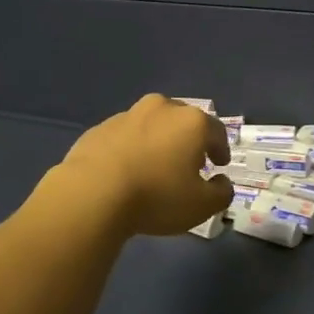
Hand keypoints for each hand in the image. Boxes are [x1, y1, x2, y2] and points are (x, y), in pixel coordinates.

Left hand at [54, 94, 232, 236]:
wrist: (92, 193)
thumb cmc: (156, 196)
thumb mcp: (201, 206)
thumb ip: (221, 193)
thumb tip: (221, 182)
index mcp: (191, 121)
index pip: (216, 131)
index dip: (220, 148)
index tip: (220, 164)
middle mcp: (161, 108)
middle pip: (183, 121)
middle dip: (190, 140)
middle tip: (190, 163)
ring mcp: (127, 114)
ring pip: (152, 125)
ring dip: (159, 141)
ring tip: (156, 166)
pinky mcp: (100, 127)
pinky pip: (125, 136)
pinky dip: (132, 148)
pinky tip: (127, 170)